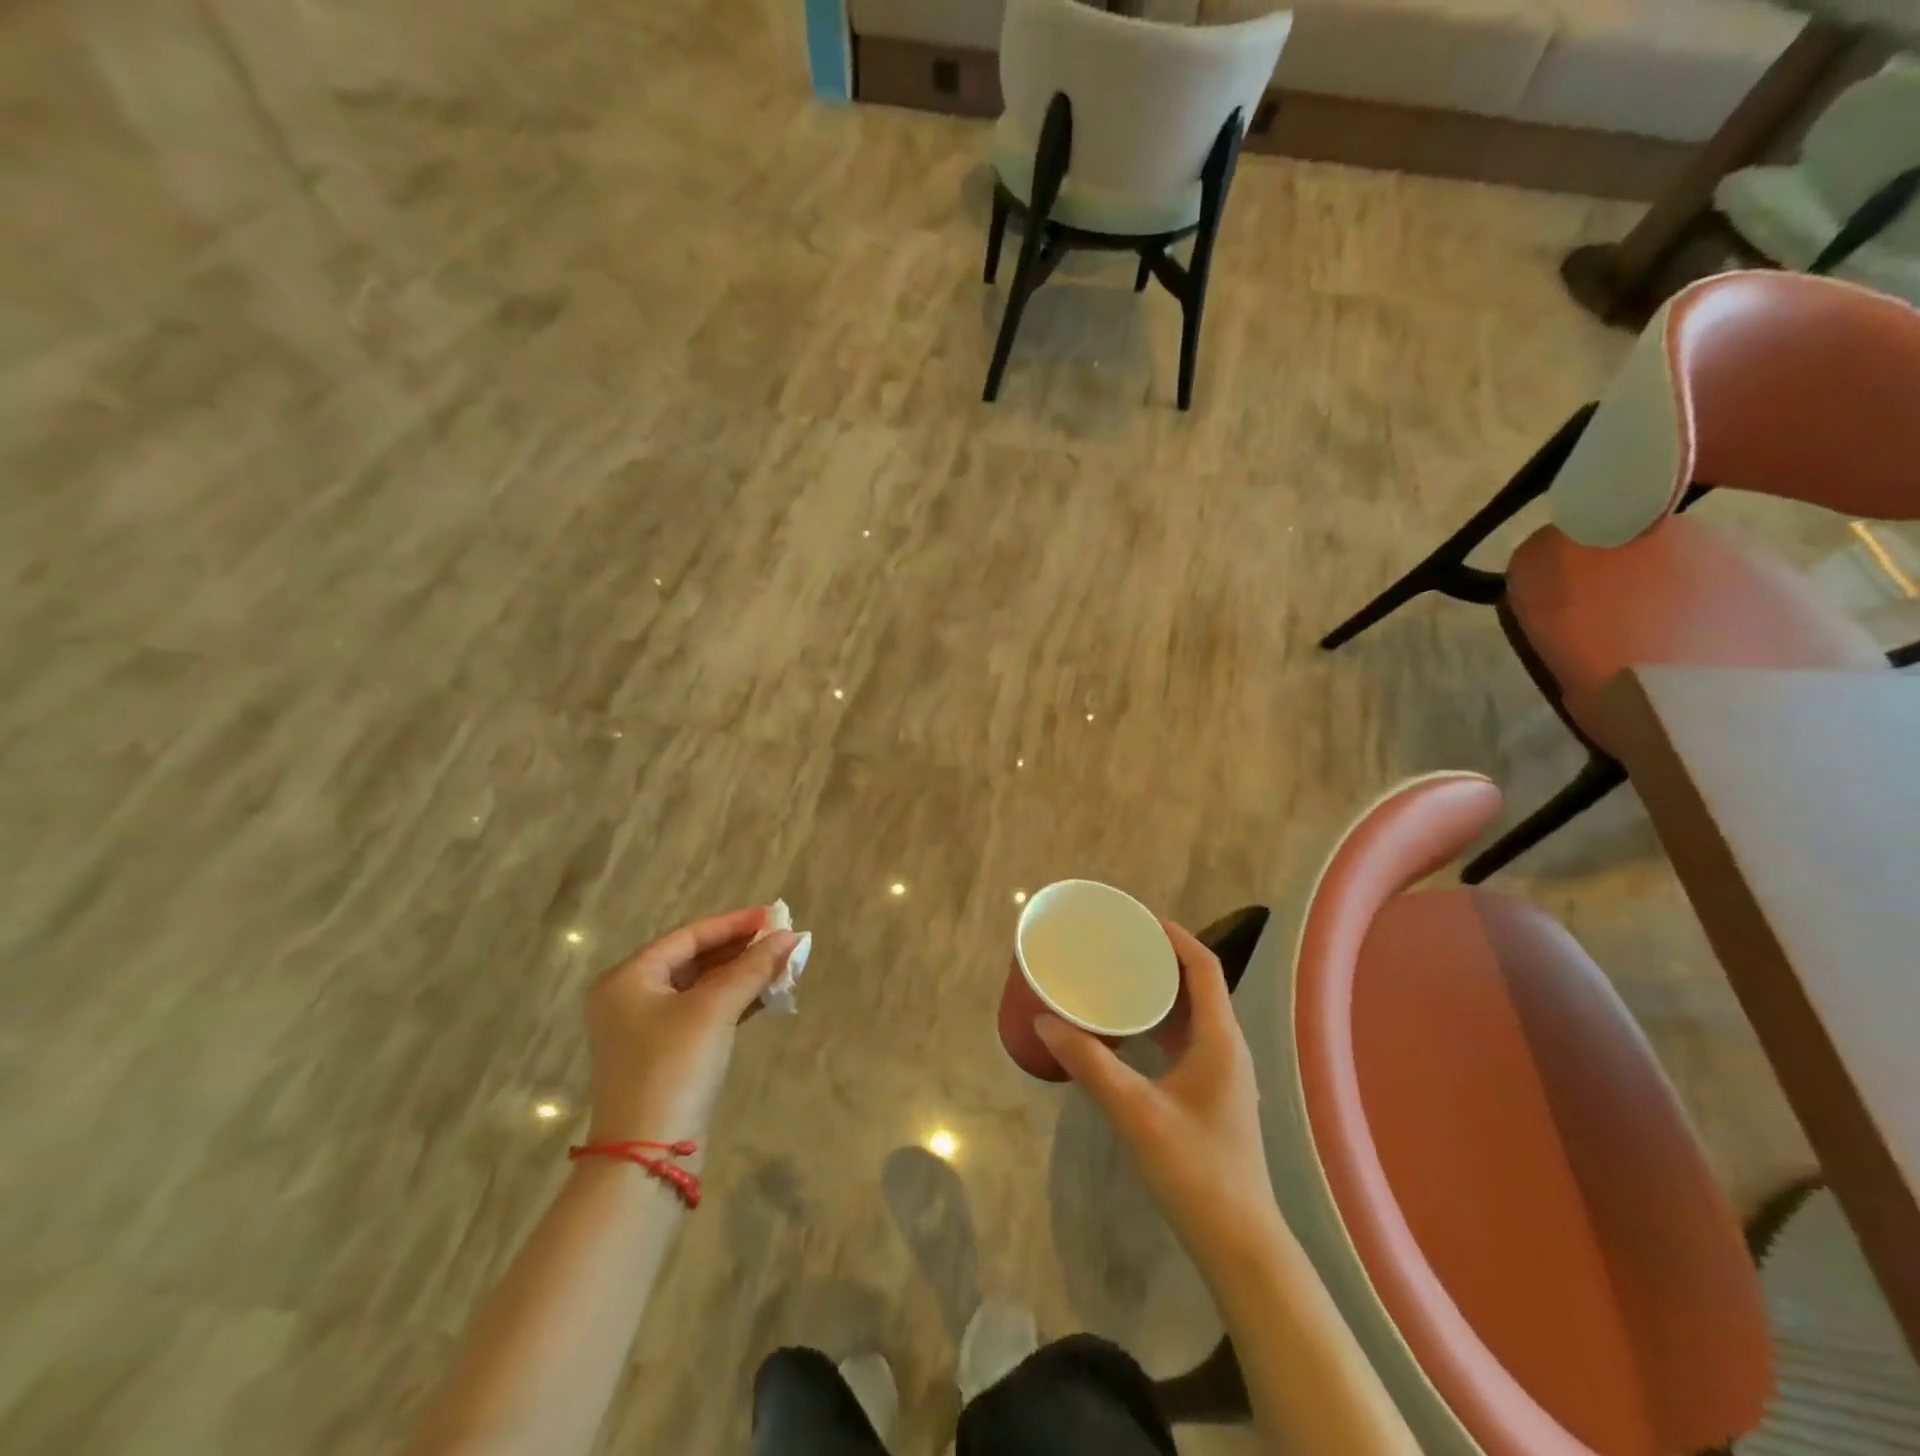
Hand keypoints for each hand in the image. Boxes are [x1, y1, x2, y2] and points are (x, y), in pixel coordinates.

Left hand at [584, 906, 800, 1146]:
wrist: (647, 1157)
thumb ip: (752, 968)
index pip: (689, 936)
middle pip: (695, 959)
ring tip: (783, 965)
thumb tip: (789, 936)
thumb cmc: (673, 1068)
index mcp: (629, 978)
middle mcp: (632, 998)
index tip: (773, 916)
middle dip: (741, 950)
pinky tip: (768, 996)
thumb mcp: (714, 1010)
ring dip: (742, 976)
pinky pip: (705, 1013)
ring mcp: (648, 1029)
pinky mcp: (666, 1055)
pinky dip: (735, 1002)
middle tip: (782, 940)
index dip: (734, 923)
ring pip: (703, 987)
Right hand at [1035, 920, 1280, 1272]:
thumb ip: (1090, 1064)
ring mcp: (1221, 1073)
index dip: (1174, 935)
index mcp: (1220, 1039)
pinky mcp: (1211, 1094)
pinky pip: (1184, 1040)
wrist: (1240, 1244)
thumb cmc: (1195, 1170)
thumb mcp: (1135, 1112)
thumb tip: (1045, 1022)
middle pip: (1197, 985)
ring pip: (1190, 1014)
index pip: (1203, 966)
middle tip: (1116, 945)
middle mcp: (1226, 1047)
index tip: (1136, 919)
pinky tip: (1127, 1031)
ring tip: (1116, 977)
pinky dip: (1158, 1023)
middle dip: (1159, 959)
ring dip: (1158, 991)